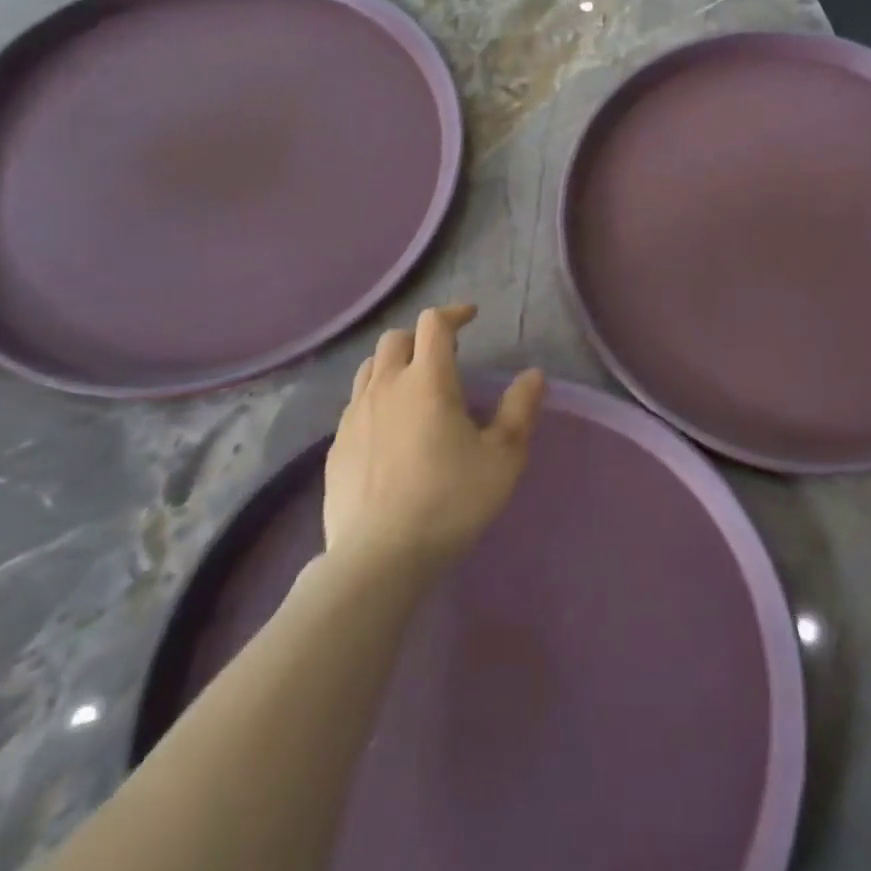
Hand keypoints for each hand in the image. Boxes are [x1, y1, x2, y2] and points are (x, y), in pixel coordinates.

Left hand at [322, 303, 545, 573]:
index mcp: (428, 380)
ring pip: (370, 368)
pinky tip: (390, 430)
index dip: (454, 313)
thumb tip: (534, 375)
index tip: (471, 318)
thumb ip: (520, 409)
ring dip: (394, 364)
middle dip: (422, 337)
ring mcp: (354, 416)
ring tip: (415, 388)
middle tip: (446, 357)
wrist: (379, 557)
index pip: (434, 323)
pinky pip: (355, 404)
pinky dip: (376, 399)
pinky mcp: (336, 446)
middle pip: (396, 338)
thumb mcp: (503, 457)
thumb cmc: (451, 500)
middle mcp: (386, 386)